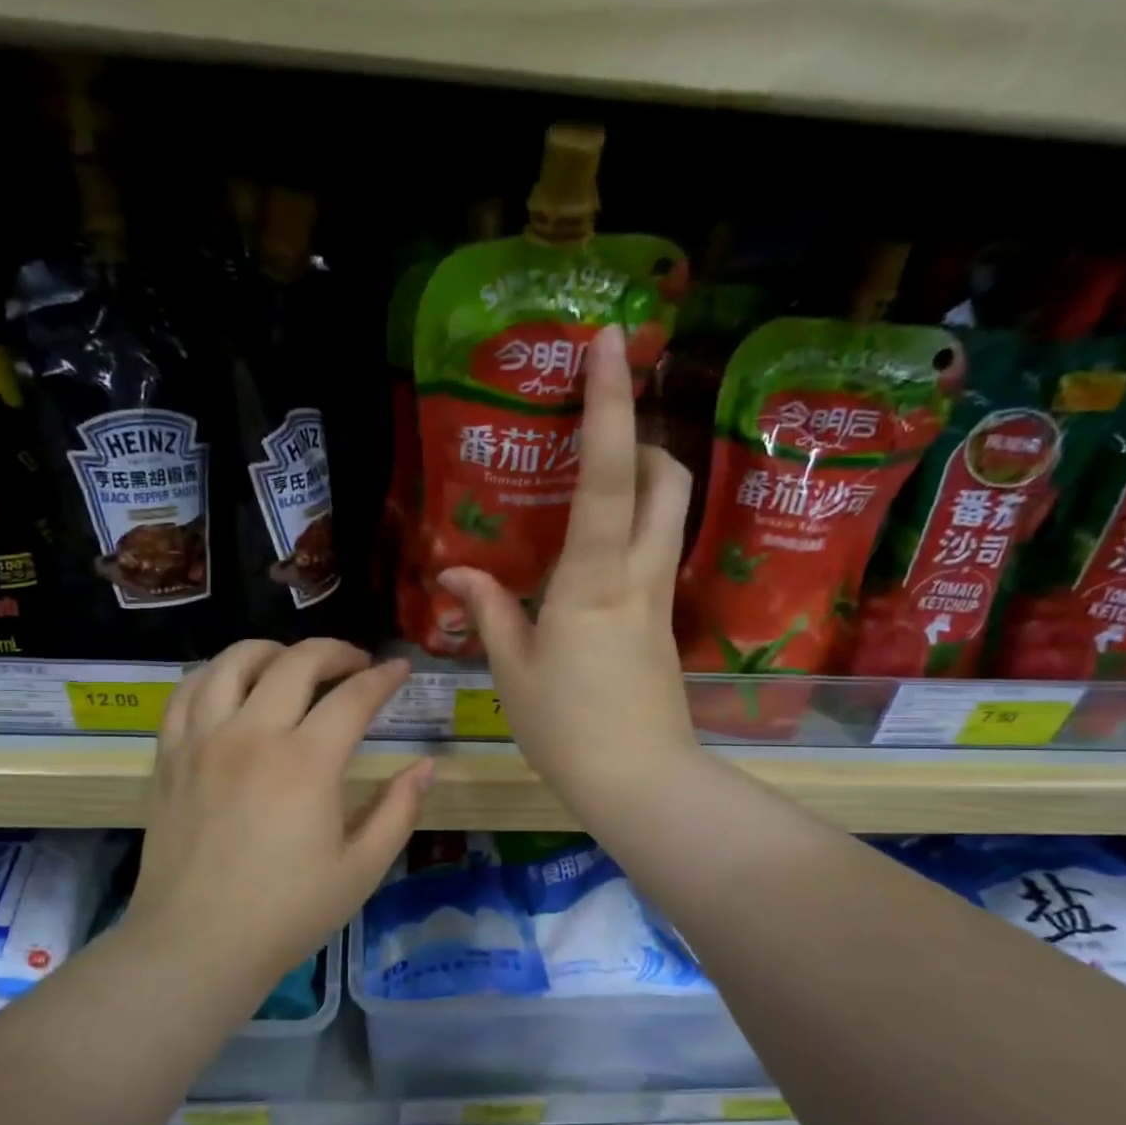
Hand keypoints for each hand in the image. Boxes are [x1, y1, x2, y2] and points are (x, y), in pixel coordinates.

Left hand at [124, 639, 433, 987]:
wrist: (197, 945)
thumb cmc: (287, 912)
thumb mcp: (362, 868)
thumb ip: (399, 810)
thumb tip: (426, 767)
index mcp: (306, 763)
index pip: (353, 697)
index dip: (384, 678)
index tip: (400, 670)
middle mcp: (253, 735)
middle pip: (296, 662)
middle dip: (335, 652)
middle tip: (356, 664)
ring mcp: (203, 740)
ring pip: (234, 662)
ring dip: (272, 651)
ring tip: (292, 664)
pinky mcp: (170, 755)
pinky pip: (186, 691)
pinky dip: (214, 674)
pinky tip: (232, 684)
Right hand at [439, 324, 697, 820]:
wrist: (639, 782)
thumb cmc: (567, 728)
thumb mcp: (513, 669)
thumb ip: (488, 611)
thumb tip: (453, 573)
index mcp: (594, 578)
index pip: (609, 473)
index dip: (610, 402)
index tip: (610, 342)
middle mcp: (639, 574)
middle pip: (668, 477)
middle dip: (642, 437)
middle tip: (595, 441)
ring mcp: (660, 598)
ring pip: (672, 513)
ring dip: (645, 481)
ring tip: (592, 489)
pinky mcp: (664, 623)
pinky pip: (658, 553)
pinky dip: (636, 530)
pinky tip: (595, 557)